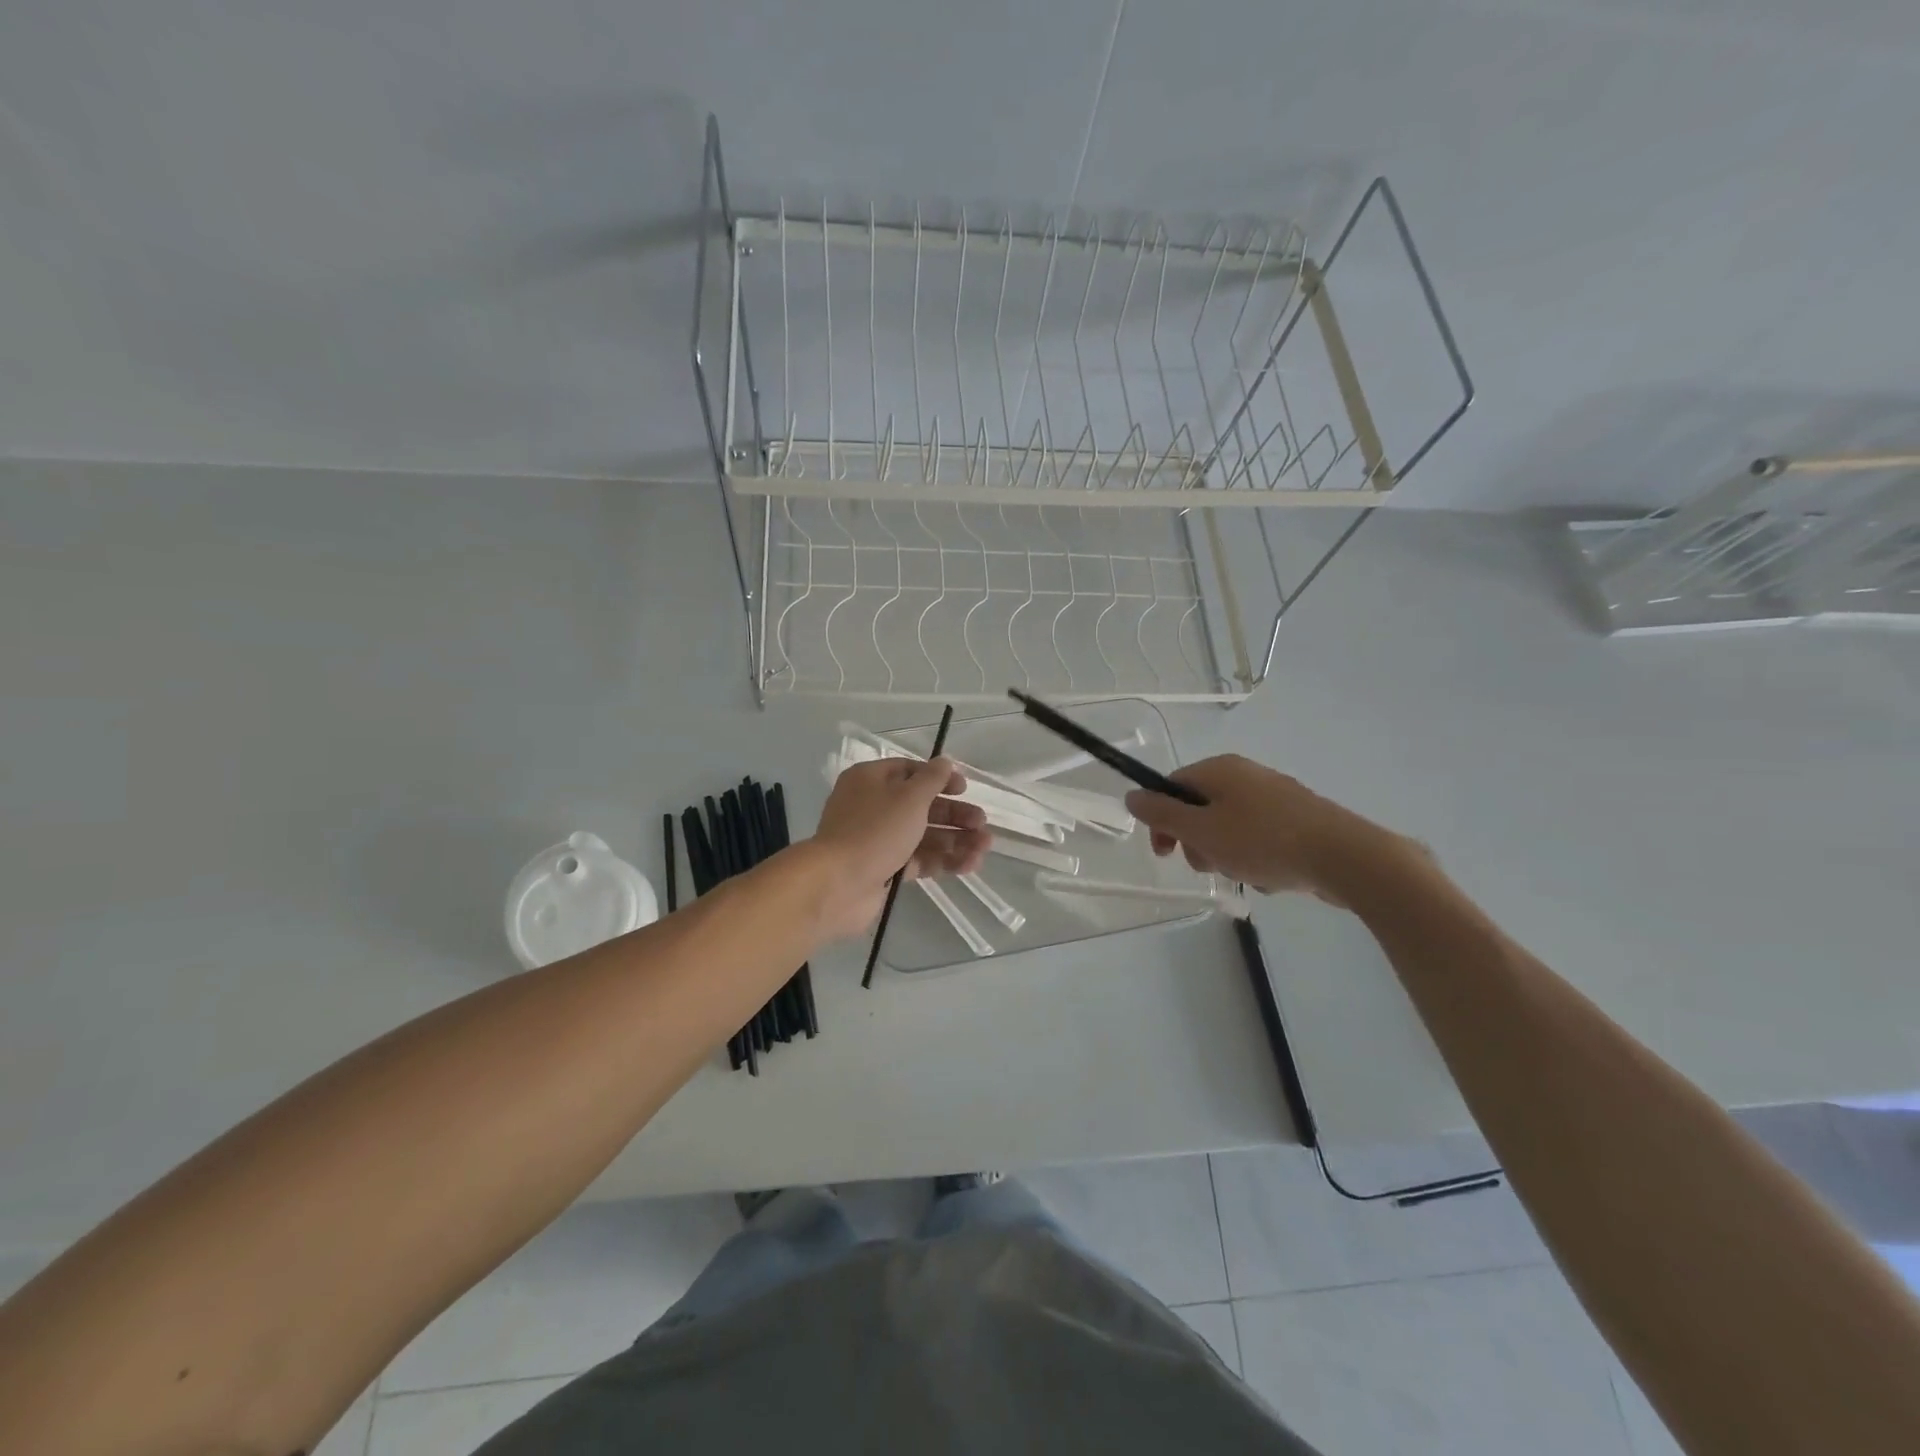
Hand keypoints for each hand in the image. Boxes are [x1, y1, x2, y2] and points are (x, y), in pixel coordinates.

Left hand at [809, 757, 990, 939]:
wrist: (838, 884)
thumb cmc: (875, 830)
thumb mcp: (909, 797)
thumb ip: (932, 779)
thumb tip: (945, 761)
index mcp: (871, 780)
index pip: (910, 771)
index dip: (940, 779)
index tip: (965, 789)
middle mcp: (873, 807)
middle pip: (921, 806)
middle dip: (954, 815)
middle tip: (982, 824)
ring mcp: (877, 840)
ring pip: (922, 835)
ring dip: (955, 840)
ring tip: (984, 848)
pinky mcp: (884, 869)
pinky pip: (918, 860)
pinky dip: (943, 861)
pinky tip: (969, 865)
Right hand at [1123, 754, 1397, 900]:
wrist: (1344, 856)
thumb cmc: (1263, 840)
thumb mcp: (1201, 830)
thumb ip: (1162, 814)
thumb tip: (1132, 795)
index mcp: (1220, 770)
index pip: (1172, 786)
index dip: (1161, 820)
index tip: (1165, 853)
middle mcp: (1246, 775)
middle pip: (1200, 809)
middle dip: (1197, 843)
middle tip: (1210, 865)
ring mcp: (1275, 797)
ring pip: (1229, 828)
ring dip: (1227, 855)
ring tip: (1246, 874)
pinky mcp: (1298, 820)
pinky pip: (1260, 839)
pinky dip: (1257, 859)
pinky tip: (1272, 877)